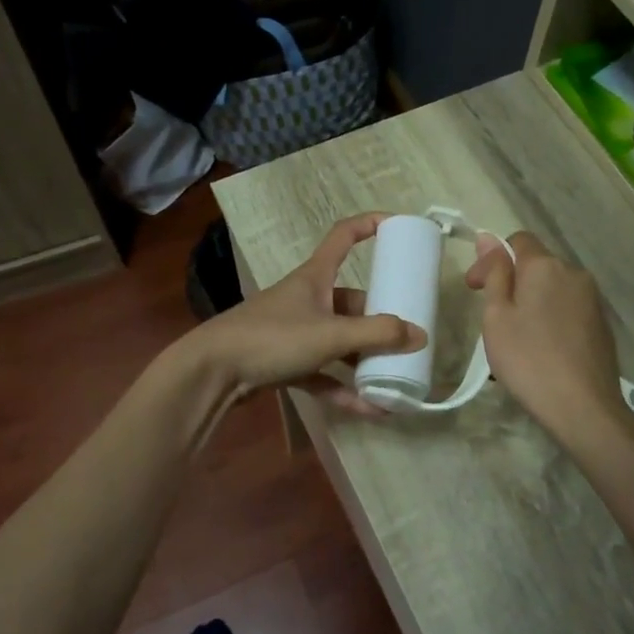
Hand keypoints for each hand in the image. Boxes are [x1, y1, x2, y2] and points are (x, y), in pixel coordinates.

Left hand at [188, 213, 424, 411]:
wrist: (213, 371)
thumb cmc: (273, 337)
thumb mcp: (331, 334)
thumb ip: (376, 335)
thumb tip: (420, 334)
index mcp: (315, 277)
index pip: (343, 236)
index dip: (369, 225)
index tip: (397, 226)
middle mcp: (307, 299)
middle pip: (351, 301)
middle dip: (379, 319)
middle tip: (408, 336)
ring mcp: (295, 332)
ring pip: (339, 340)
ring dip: (365, 359)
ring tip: (396, 377)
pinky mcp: (285, 362)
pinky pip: (324, 372)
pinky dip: (345, 387)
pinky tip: (370, 408)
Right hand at [466, 231, 626, 444]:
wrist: (583, 407)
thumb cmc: (528, 359)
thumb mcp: (497, 316)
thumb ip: (495, 273)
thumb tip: (488, 238)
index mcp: (546, 266)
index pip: (518, 240)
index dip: (491, 259)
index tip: (474, 288)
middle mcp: (574, 274)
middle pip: (536, 265)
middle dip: (511, 282)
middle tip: (490, 316)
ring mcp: (592, 300)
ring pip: (552, 288)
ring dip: (530, 301)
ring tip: (514, 337)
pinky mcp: (602, 324)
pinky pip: (567, 308)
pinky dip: (549, 318)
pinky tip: (540, 348)